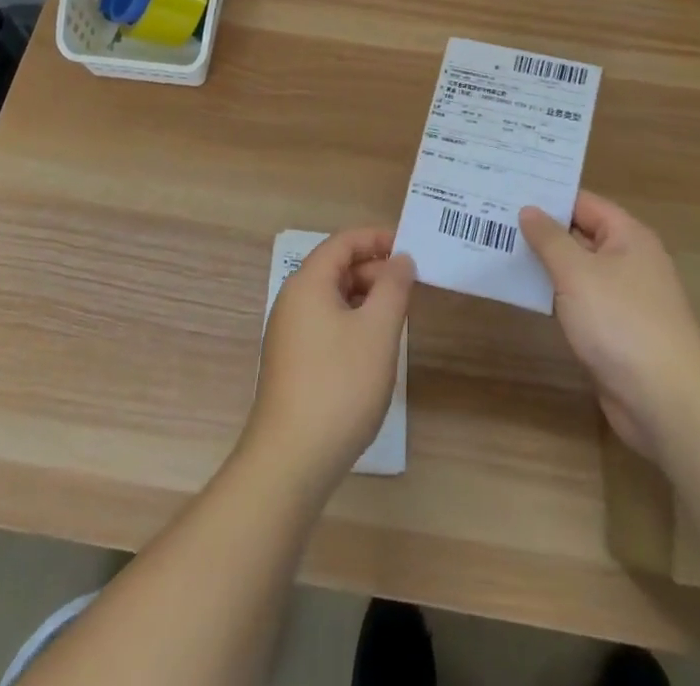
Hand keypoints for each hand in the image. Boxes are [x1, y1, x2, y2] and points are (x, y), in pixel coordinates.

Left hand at [245, 229, 414, 488]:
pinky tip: (373, 348)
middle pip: (336, 268)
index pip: (343, 242)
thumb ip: (393, 288)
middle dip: (374, 270)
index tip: (411, 248)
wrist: (290, 461)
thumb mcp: (378, 331)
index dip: (377, 238)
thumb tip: (400, 260)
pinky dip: (352, 322)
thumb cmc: (339, 385)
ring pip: (332, 298)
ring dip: (365, 298)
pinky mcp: (291, 363)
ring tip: (397, 316)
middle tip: (411, 287)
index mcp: (308, 283)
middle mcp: (292, 300)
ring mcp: (288, 333)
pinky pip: (325, 324)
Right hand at [520, 192, 699, 461]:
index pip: (582, 203)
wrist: (666, 401)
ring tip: (497, 249)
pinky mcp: (614, 331)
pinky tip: (522, 292)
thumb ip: (549, 239)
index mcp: (627, 236)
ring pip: (577, 270)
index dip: (548, 196)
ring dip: (544, 264)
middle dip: (540, 229)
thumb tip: (529, 210)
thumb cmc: (621, 322)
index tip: (508, 190)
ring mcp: (622, 298)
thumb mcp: (577, 273)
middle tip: (492, 217)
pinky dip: (554, 295)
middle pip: (579, 234)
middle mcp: (628, 260)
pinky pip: (579, 301)